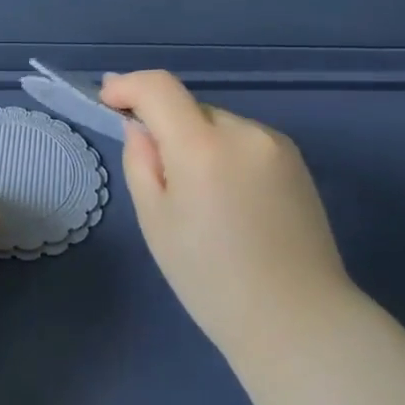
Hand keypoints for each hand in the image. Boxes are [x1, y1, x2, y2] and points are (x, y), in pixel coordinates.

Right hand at [100, 70, 354, 368]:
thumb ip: (140, 162)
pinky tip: (233, 203)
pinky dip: (226, 156)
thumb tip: (141, 127)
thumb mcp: (156, 222)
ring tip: (202, 200)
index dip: (128, 85)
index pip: (159, 87)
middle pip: (189, 108)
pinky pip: (244, 142)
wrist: (297, 320)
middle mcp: (243, 131)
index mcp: (203, 147)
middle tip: (159, 178)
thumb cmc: (211, 279)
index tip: (108, 99)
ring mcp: (275, 144)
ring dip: (198, 143)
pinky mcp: (296, 160)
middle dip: (166, 127)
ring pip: (217, 126)